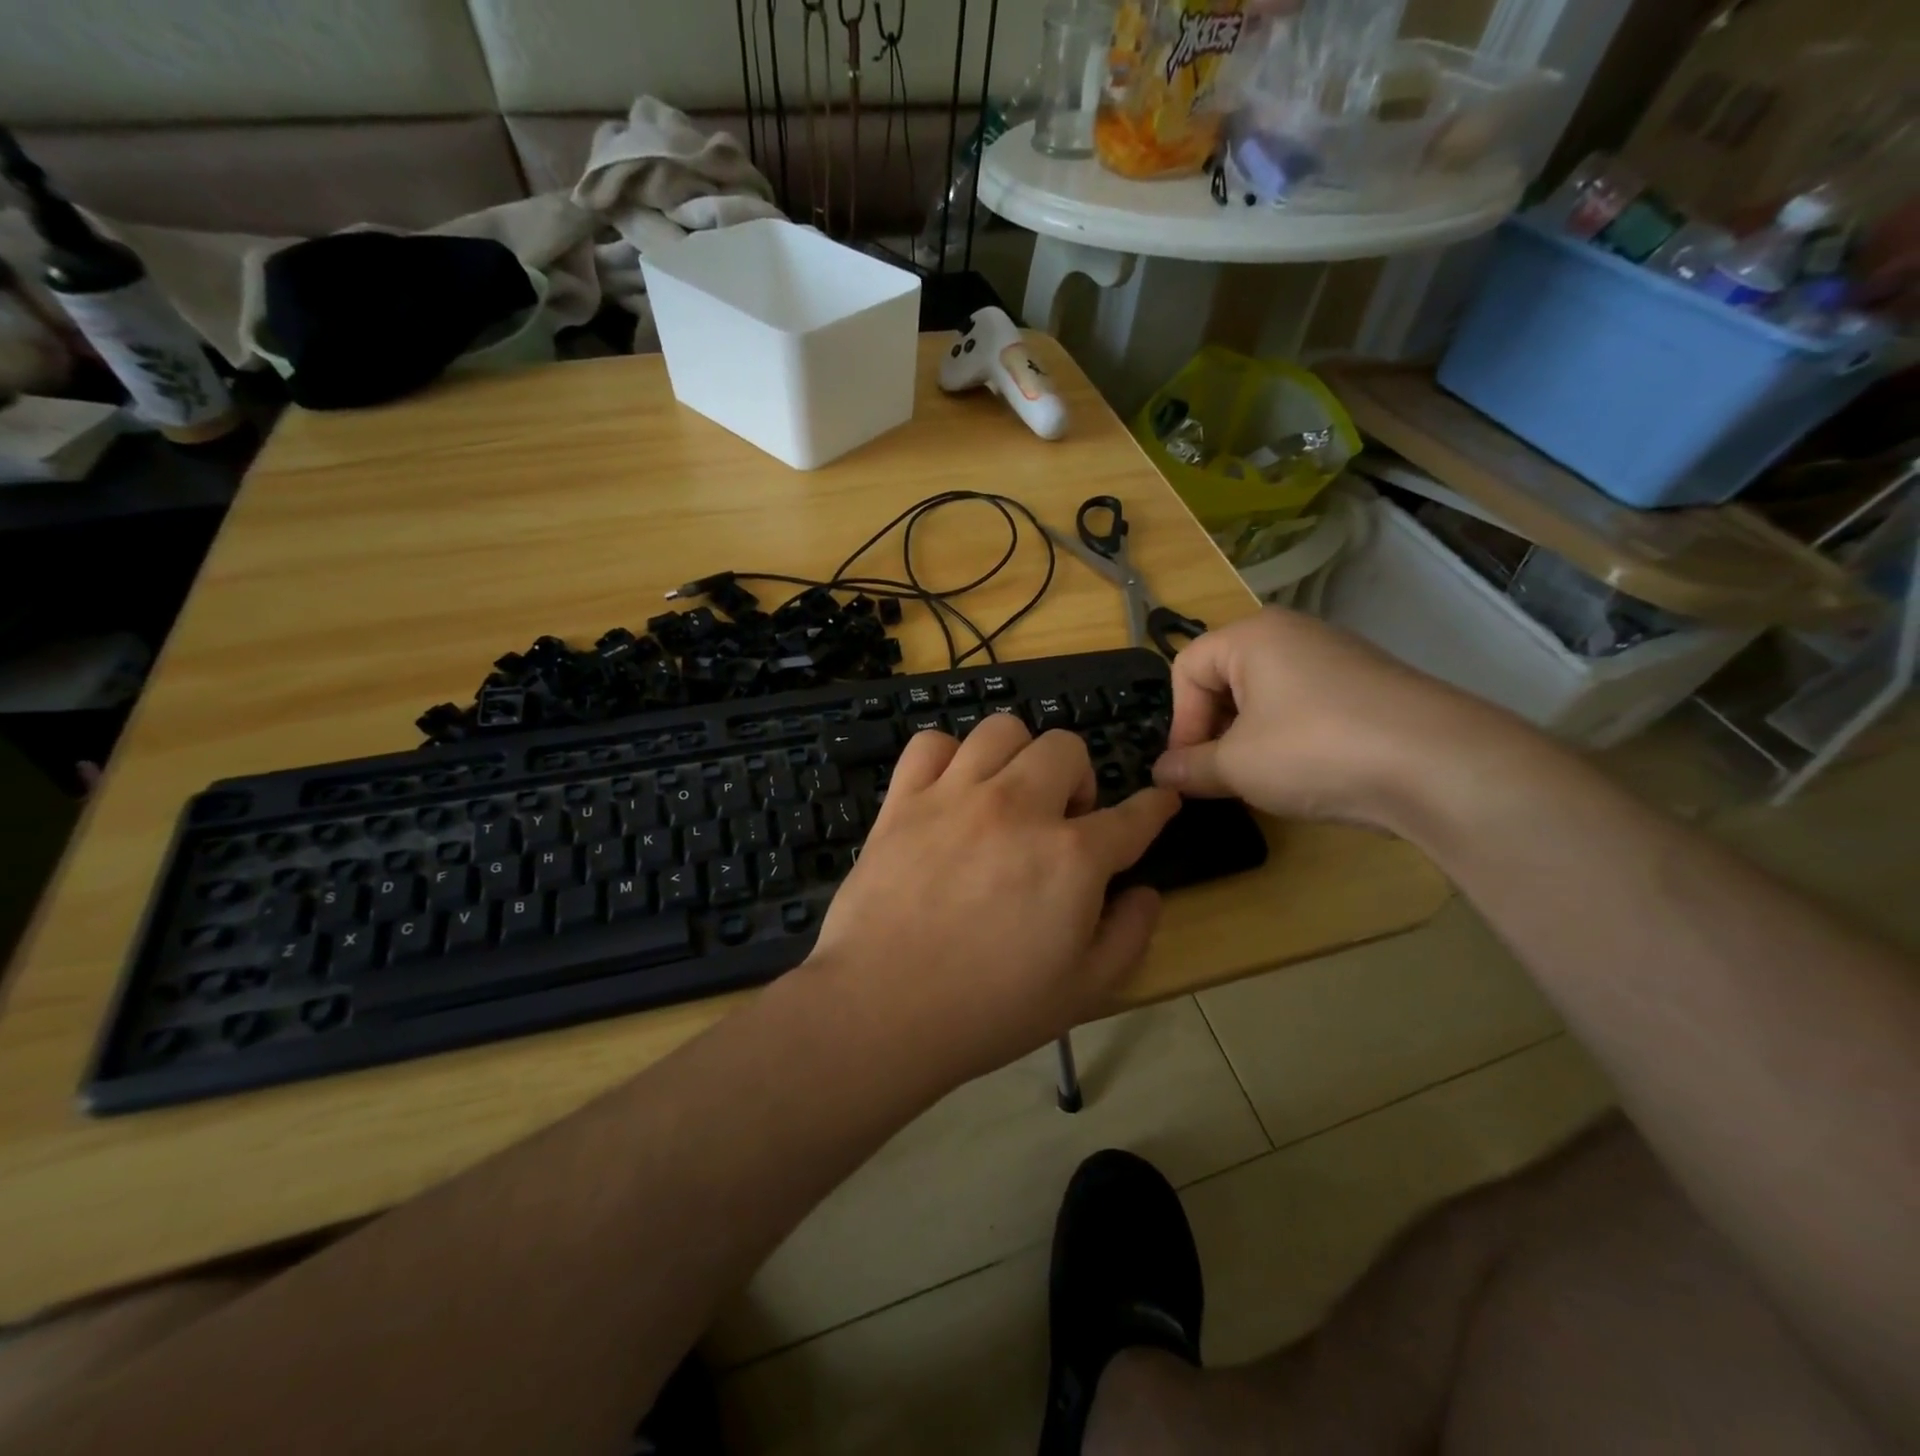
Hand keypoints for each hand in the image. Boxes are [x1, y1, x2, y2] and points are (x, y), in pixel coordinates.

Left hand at [804, 714, 1179, 1083]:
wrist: (881, 1009)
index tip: (1159, 803)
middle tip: (1062, 821)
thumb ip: (1129, 935)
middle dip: (1078, 778)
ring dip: (1018, 757)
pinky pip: (931, 744)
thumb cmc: (987, 1010)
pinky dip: (948, 757)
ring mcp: (956, 795)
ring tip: (1008, 795)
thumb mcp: (1084, 992)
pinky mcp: (904, 799)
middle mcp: (1018, 807)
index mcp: (1072, 856)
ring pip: (1002, 730)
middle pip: (1065, 748)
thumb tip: (1145, 892)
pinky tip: (950, 790)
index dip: (1155, 808)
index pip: (1133, 816)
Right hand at [1151, 608, 1524, 830]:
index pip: (1186, 668)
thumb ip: (1189, 768)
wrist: (1438, 764)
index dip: (1179, 721)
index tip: (1187, 767)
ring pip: (1265, 695)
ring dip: (1248, 736)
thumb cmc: (1314, 750)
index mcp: (1252, 636)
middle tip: (1218, 774)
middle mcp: (1292, 634)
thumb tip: (1160, 773)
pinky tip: (1305, 772)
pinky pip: (1304, 705)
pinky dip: (1289, 737)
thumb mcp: (1237, 765)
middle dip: (1212, 728)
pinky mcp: (1367, 686)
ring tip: (1259, 778)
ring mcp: (1336, 657)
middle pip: (1225, 677)